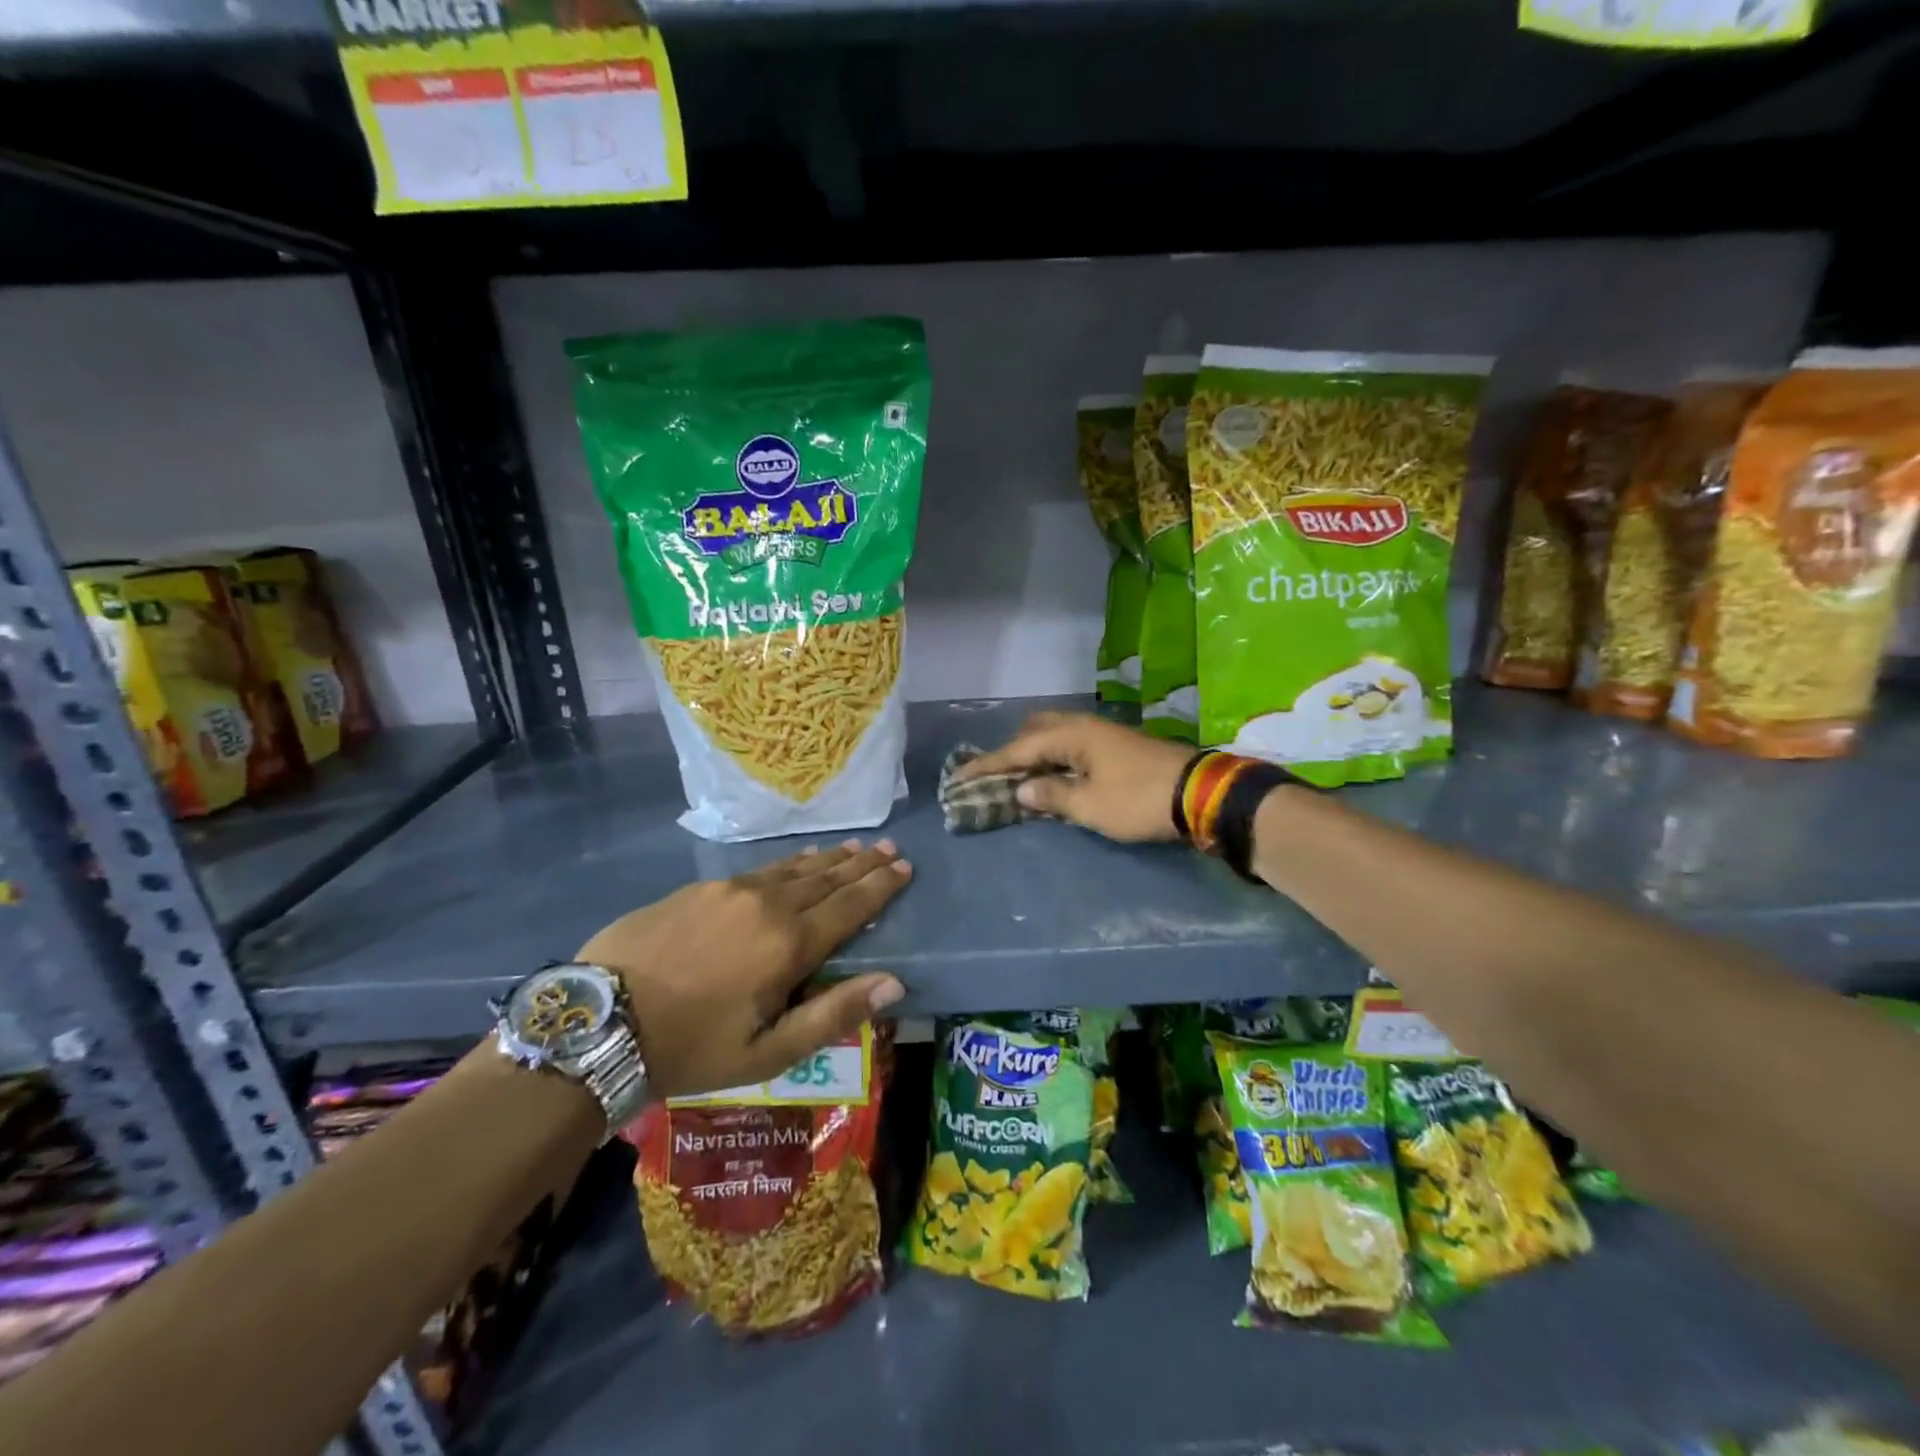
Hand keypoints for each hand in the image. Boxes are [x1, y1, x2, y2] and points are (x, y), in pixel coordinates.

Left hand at [576, 841, 911, 1099]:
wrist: (600, 1021)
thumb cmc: (691, 1047)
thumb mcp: (768, 1052)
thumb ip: (833, 1013)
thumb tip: (894, 983)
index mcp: (789, 944)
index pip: (850, 906)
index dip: (881, 887)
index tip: (904, 867)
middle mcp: (767, 904)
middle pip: (826, 878)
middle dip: (862, 864)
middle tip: (888, 847)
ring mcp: (731, 890)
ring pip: (793, 868)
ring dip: (828, 859)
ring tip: (853, 847)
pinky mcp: (700, 888)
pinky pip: (760, 870)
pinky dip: (789, 864)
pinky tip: (796, 862)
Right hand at [957, 712, 1193, 842]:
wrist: (1200, 794)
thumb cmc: (1139, 800)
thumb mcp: (1091, 805)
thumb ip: (1052, 796)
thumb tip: (1022, 790)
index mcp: (1071, 735)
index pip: (1018, 749)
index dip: (988, 765)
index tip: (959, 777)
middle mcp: (1083, 726)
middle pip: (1035, 730)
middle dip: (1012, 751)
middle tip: (996, 777)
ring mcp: (1102, 734)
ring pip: (1055, 736)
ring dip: (1035, 754)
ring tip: (1022, 779)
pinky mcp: (1117, 747)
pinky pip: (1072, 746)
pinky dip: (1055, 759)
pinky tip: (1055, 777)